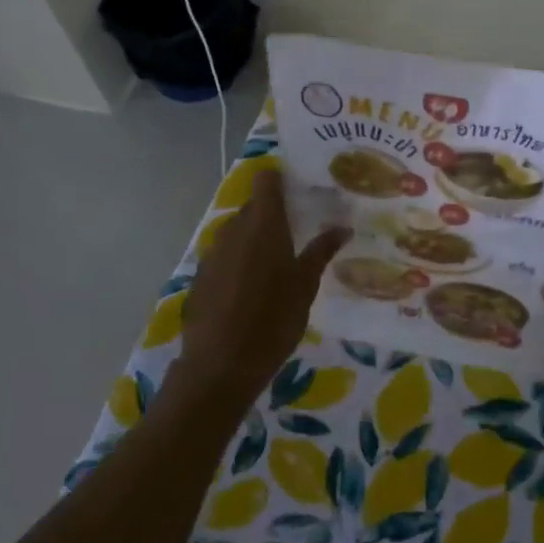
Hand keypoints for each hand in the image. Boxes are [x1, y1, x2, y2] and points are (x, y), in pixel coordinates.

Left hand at [177, 170, 348, 403]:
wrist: (221, 364)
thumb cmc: (273, 319)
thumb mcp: (305, 286)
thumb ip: (321, 251)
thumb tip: (342, 227)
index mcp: (263, 224)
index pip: (266, 180)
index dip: (280, 178)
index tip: (300, 186)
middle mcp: (234, 229)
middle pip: (253, 206)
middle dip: (274, 212)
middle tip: (300, 227)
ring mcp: (213, 252)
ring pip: (238, 231)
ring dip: (256, 237)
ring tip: (279, 258)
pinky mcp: (201, 276)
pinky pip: (225, 255)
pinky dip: (240, 260)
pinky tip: (254, 285)